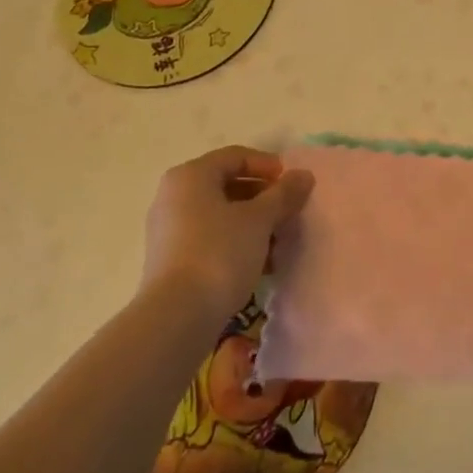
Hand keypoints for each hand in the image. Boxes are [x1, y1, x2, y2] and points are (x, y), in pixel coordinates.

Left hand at [142, 146, 314, 314]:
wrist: (177, 316)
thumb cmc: (220, 252)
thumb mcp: (260, 219)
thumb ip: (284, 194)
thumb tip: (303, 175)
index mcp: (191, 176)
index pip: (236, 156)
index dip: (268, 166)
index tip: (293, 185)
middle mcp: (174, 196)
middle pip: (228, 185)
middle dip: (264, 198)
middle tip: (289, 214)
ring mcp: (169, 229)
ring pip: (221, 214)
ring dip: (254, 224)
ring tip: (279, 243)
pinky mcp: (170, 259)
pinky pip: (210, 238)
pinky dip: (237, 242)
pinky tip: (260, 263)